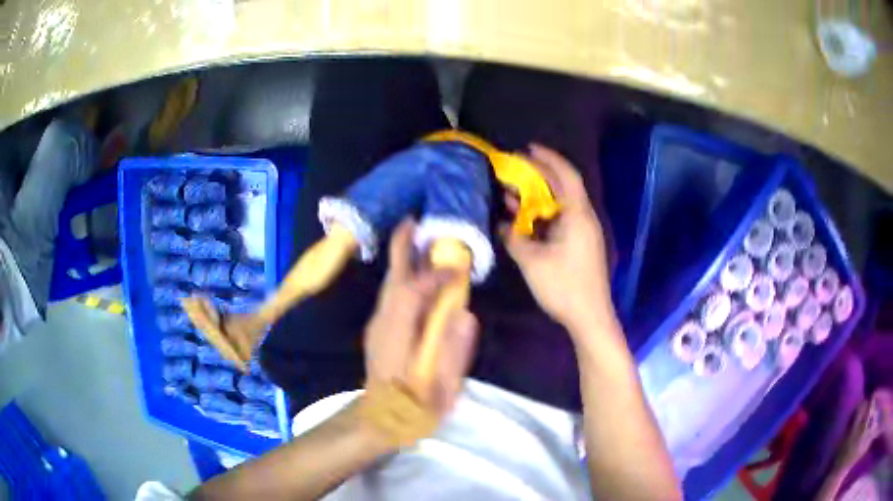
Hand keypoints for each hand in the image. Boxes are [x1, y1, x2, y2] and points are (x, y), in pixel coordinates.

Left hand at [364, 219, 478, 416]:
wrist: (381, 420)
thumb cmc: (415, 406)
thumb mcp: (442, 387)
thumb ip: (453, 352)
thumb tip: (466, 315)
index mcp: (398, 336)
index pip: (414, 293)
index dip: (435, 276)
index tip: (458, 267)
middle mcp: (383, 323)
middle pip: (393, 279)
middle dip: (403, 248)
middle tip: (415, 221)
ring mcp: (378, 325)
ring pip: (390, 285)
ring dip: (402, 260)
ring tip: (418, 239)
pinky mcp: (379, 330)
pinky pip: (392, 295)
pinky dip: (402, 277)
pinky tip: (416, 274)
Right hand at [501, 144, 613, 332]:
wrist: (589, 316)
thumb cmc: (564, 285)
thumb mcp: (532, 260)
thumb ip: (514, 237)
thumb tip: (500, 224)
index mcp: (577, 215)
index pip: (565, 175)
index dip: (548, 158)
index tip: (528, 148)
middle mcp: (583, 218)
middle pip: (563, 187)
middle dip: (539, 175)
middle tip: (515, 169)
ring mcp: (584, 232)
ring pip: (560, 205)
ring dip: (538, 197)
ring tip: (513, 193)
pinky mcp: (580, 245)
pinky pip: (560, 220)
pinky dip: (543, 215)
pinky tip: (525, 220)